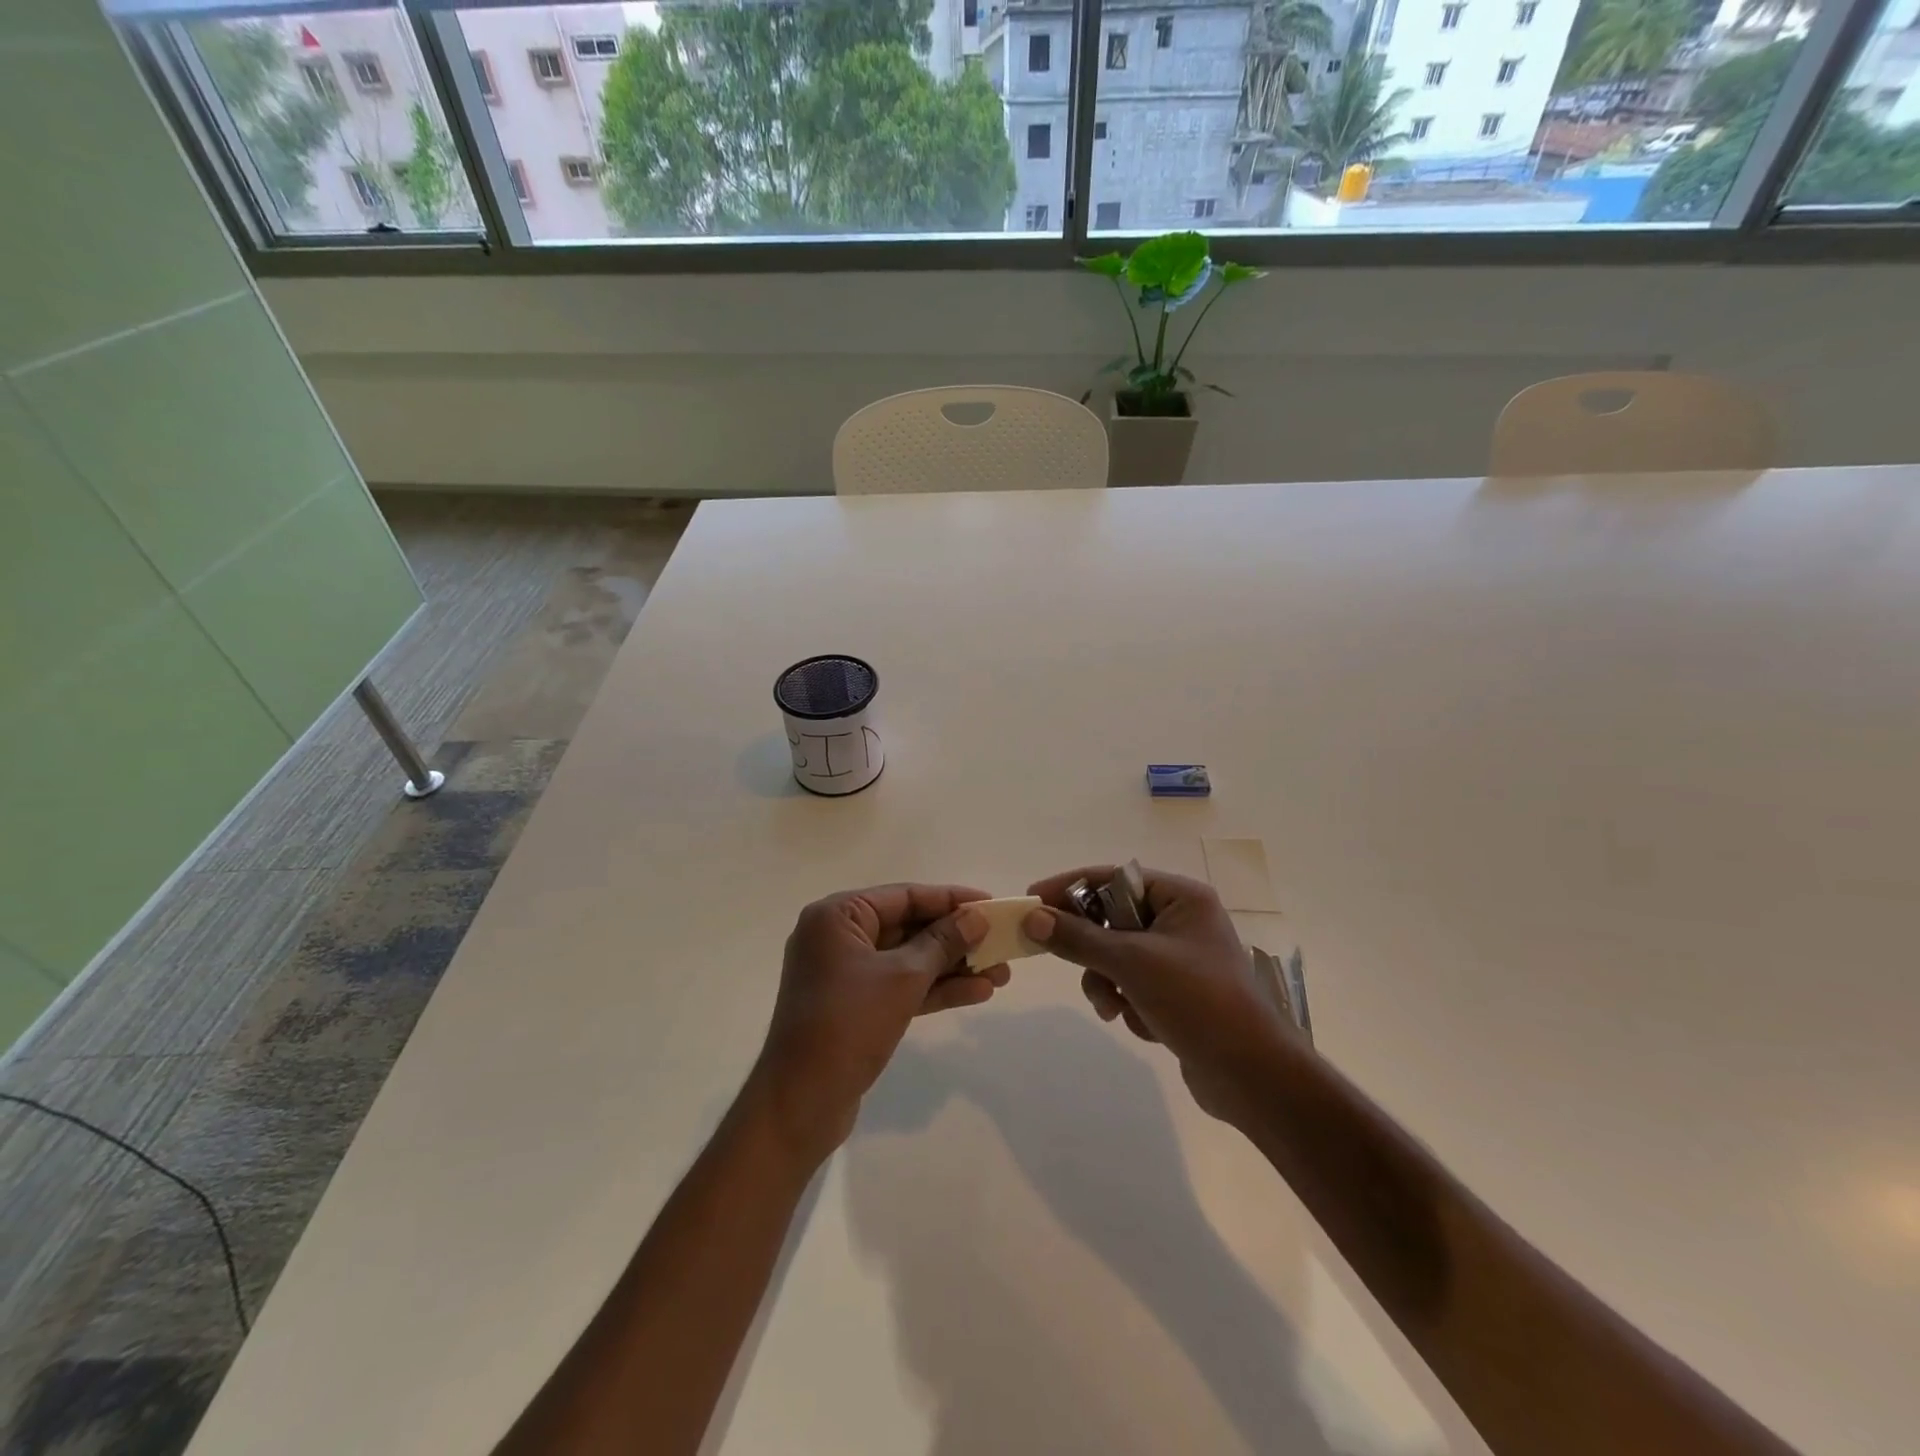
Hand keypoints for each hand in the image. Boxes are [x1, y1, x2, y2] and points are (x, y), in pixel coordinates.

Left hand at [749, 884, 1008, 1162]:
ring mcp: (845, 973)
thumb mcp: (903, 978)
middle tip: (1001, 944)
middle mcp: (838, 937)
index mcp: (838, 916)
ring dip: (952, 966)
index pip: (905, 896)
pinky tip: (977, 992)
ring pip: (908, 959)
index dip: (951, 899)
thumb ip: (943, 942)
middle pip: (908, 926)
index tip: (992, 903)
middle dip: (957, 938)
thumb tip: (976, 916)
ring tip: (1001, 974)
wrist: (800, 1103)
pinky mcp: (854, 1005)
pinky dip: (934, 989)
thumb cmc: (848, 1025)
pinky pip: (900, 986)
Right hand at [1023, 866, 1290, 1124]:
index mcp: (1181, 898)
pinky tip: (1143, 1025)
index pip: (1113, 878)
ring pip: (1118, 957)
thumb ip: (1078, 938)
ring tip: (1114, 1009)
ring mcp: (1181, 958)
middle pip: (1112, 920)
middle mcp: (1182, 920)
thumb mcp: (1131, 964)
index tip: (1032, 901)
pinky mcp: (1178, 993)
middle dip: (1093, 951)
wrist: (1253, 1076)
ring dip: (1108, 983)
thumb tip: (1032, 918)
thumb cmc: (1197, 1001)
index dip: (1069, 887)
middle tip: (1065, 961)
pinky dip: (1129, 1003)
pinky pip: (1133, 984)